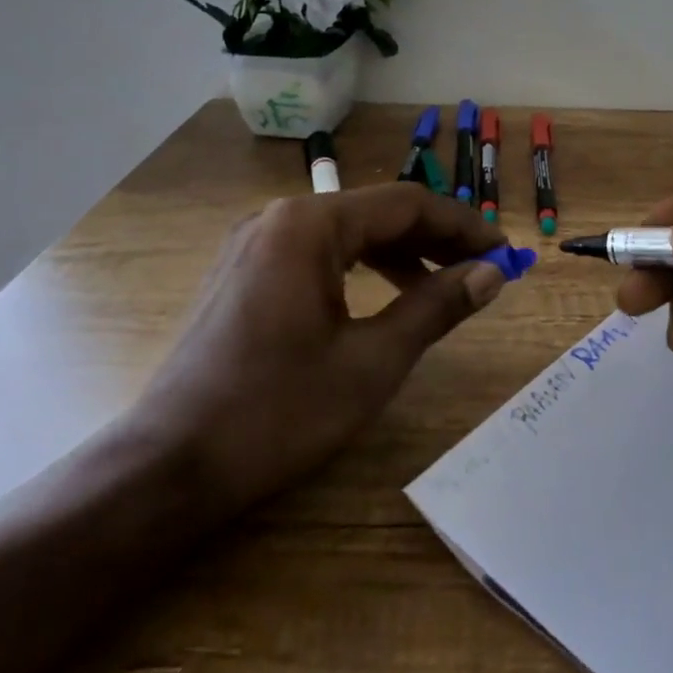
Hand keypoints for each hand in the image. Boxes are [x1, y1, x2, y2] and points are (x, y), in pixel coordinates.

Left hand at [132, 184, 510, 515]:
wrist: (167, 468)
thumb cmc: (276, 412)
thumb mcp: (372, 362)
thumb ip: (436, 307)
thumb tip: (492, 273)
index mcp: (309, 225)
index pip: (407, 205)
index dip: (464, 226)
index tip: (505, 252)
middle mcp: (279, 218)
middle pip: (376, 213)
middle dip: (436, 239)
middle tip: (484, 268)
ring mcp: (254, 244)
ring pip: (347, 233)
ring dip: (401, 253)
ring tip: (445, 285)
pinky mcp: (243, 272)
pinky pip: (318, 254)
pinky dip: (361, 268)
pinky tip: (386, 296)